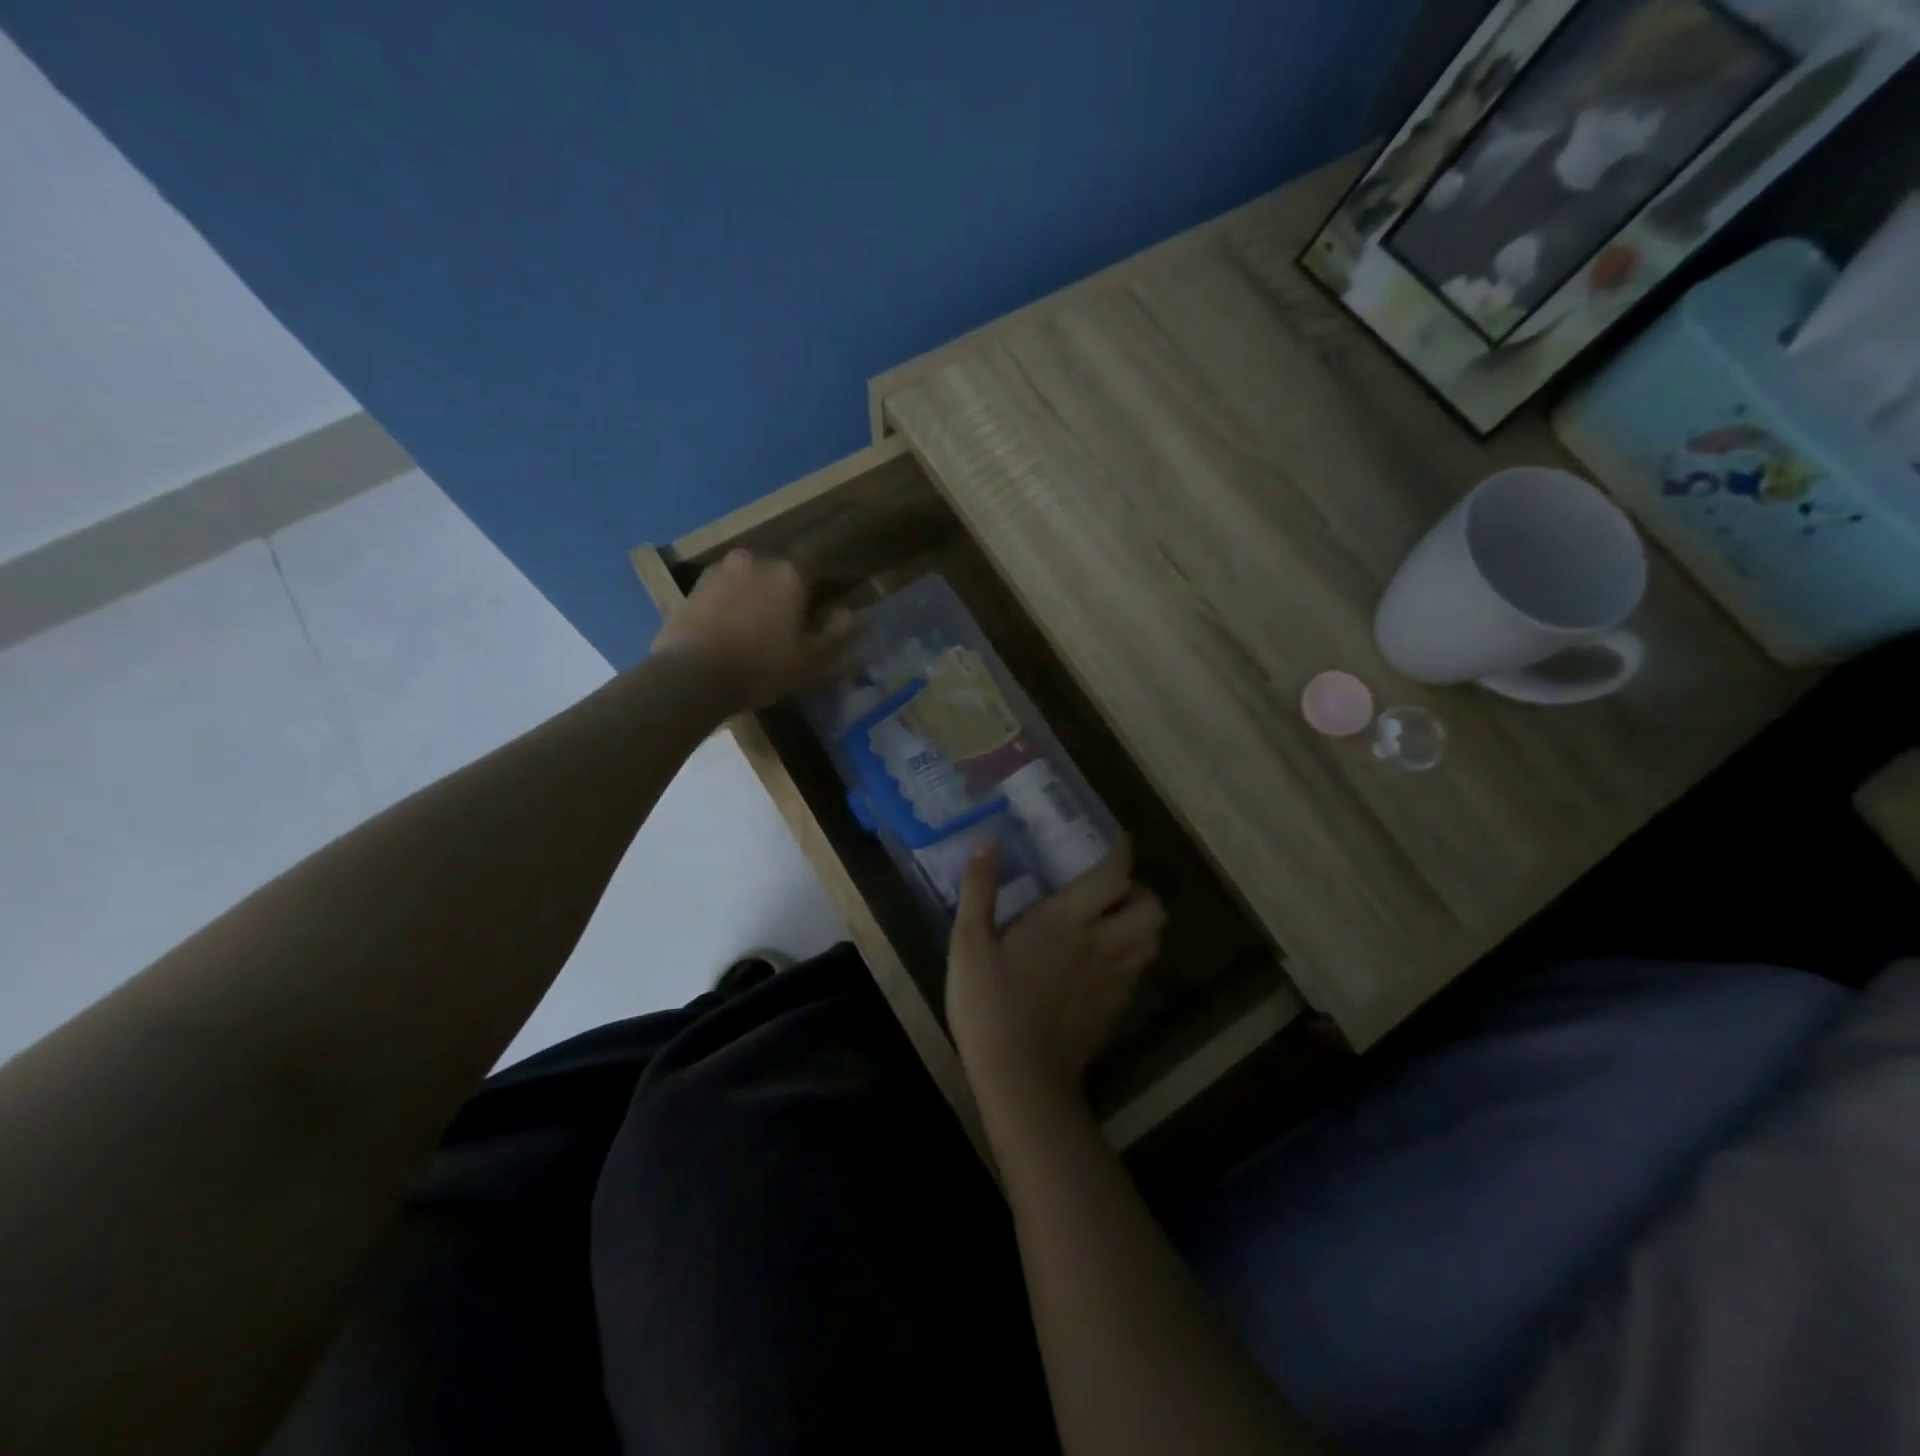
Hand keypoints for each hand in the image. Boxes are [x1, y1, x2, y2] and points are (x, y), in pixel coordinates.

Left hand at [653, 550, 855, 711]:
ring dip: (756, 598)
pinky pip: (723, 593)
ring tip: (756, 630)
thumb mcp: (811, 660)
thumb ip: (836, 634)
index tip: (823, 614)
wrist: (692, 677)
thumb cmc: (762, 667)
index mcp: (789, 573)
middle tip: (789, 625)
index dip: (823, 593)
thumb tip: (849, 614)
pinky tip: (730, 633)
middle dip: (786, 595)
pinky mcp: (692, 588)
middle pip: (780, 574)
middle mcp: (755, 560)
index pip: (817, 572)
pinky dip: (730, 607)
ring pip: (749, 581)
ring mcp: (719, 571)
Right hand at [946, 838, 1164, 1107]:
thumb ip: (979, 890)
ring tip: (1110, 922)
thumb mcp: (968, 944)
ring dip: (1140, 924)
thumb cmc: (990, 1005)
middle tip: (1110, 891)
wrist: (1022, 1080)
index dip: (1121, 850)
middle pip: (1152, 909)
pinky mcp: (1114, 1009)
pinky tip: (1099, 963)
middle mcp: (1102, 944)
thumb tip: (987, 842)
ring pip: (1152, 941)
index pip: (1114, 874)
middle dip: (1140, 892)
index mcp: (1068, 920)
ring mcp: (1114, 980)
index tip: (1113, 839)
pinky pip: (1137, 972)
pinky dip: (1129, 957)